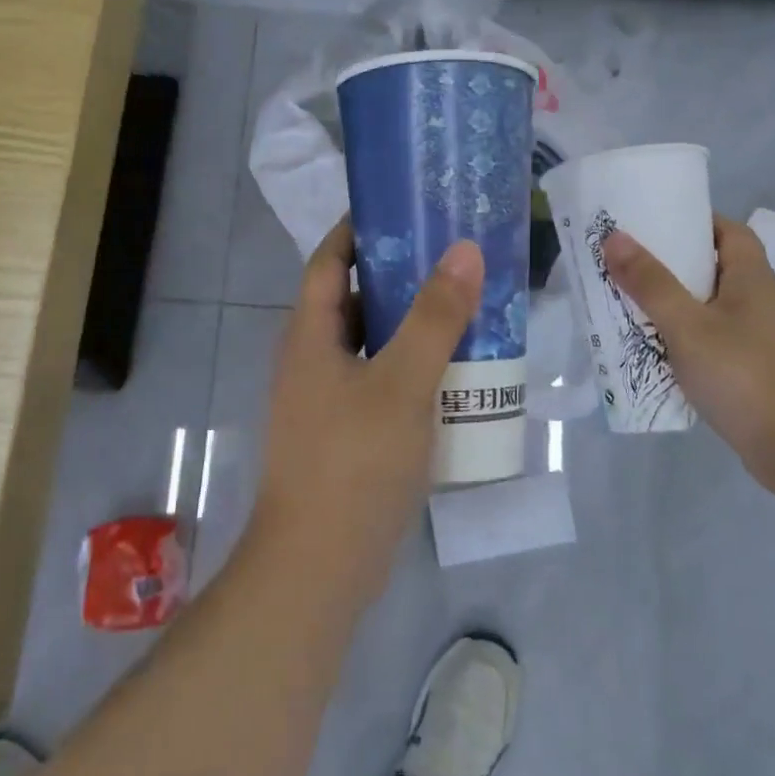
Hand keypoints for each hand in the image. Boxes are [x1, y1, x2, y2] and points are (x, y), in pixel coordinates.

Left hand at [254, 220, 483, 595]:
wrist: (320, 567)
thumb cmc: (355, 462)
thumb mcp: (402, 381)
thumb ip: (435, 316)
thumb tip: (463, 250)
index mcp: (310, 335)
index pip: (329, 261)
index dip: (358, 229)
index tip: (403, 207)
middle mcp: (312, 359)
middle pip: (355, 299)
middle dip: (399, 274)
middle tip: (452, 255)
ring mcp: (327, 399)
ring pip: (372, 343)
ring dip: (411, 323)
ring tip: (465, 304)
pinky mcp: (347, 433)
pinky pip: (382, 380)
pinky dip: (414, 366)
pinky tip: (456, 370)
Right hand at [601, 215, 774, 492]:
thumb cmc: (745, 376)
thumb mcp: (688, 326)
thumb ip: (650, 283)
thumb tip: (615, 236)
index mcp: (753, 277)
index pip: (728, 231)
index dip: (693, 221)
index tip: (652, 224)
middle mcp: (762, 300)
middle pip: (716, 267)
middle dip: (673, 264)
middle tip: (628, 264)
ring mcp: (763, 338)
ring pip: (713, 307)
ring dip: (677, 304)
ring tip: (632, 305)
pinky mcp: (758, 370)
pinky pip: (716, 339)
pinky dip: (688, 337)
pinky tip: (660, 351)